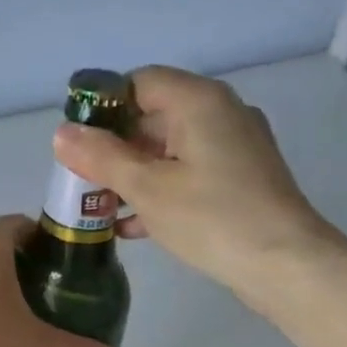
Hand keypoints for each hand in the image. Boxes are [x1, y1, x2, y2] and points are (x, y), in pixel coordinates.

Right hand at [52, 66, 344, 301]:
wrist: (285, 263)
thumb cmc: (212, 218)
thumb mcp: (148, 188)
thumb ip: (102, 158)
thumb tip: (61, 133)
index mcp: (198, 101)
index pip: (139, 82)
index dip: (103, 107)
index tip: (78, 143)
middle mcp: (220, 113)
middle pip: (154, 116)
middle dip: (115, 147)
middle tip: (84, 180)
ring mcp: (235, 147)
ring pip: (171, 149)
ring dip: (135, 173)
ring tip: (102, 207)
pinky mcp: (241, 179)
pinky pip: (190, 172)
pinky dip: (161, 190)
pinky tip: (134, 226)